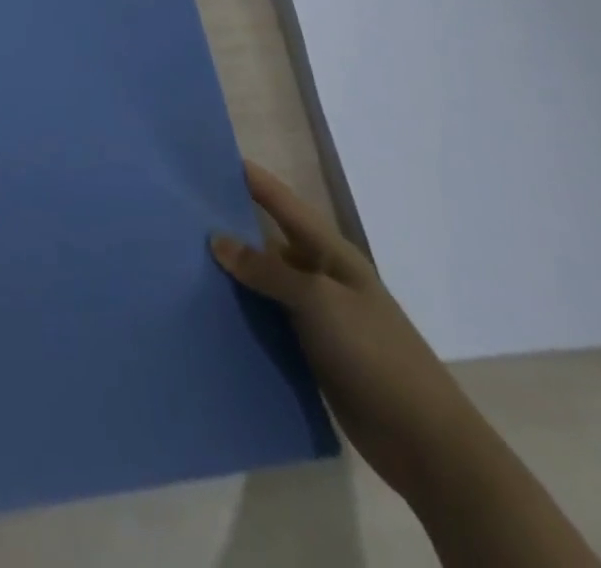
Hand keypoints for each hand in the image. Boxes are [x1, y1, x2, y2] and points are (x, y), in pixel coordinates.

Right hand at [211, 162, 478, 499]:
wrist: (424, 442)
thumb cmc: (374, 354)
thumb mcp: (318, 301)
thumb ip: (266, 269)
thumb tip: (216, 239)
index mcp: (329, 252)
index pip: (281, 201)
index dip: (249, 178)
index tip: (206, 158)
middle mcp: (319, 275)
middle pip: (266, 239)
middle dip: (227, 224)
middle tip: (177, 211)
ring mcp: (315, 315)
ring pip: (261, 281)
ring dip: (229, 273)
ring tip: (178, 258)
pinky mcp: (308, 350)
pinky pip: (265, 319)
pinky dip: (239, 312)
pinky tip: (204, 309)